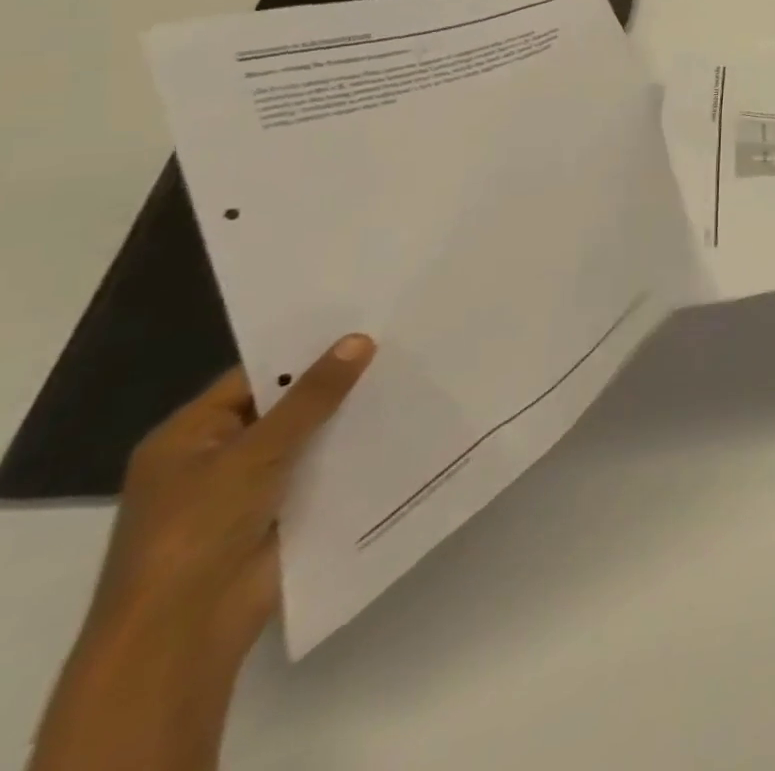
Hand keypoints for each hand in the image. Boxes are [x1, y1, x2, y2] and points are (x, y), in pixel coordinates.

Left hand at [31, 338, 375, 770]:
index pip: (255, 377)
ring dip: (351, 418)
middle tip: (400, 345)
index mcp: (188, 437)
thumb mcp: (256, 453)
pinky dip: (354, 452)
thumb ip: (311, 397)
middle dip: (338, 383)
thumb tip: (359, 339)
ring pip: (310, 438)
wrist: (185, 628)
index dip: (306, 351)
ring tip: (412, 378)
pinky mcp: (282, 511)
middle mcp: (216, 457)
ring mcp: (249, 488)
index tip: (365, 324)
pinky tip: (401, 427)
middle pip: (286, 406)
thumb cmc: (198, 529)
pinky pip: (323, 469)